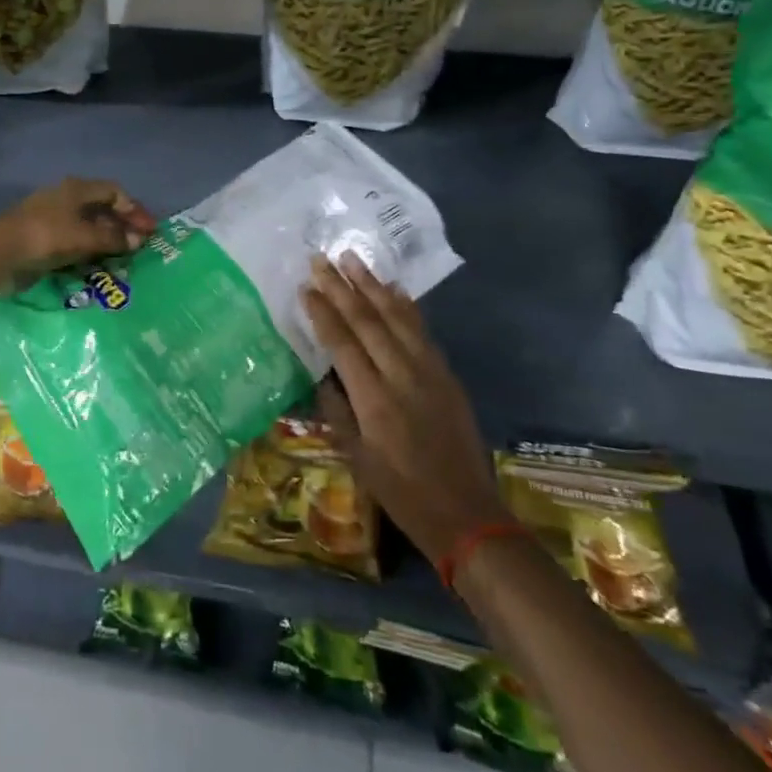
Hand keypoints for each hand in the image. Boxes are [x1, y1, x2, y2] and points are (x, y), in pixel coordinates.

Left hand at [0, 177, 153, 280]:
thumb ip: (113, 238)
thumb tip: (138, 241)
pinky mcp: (42, 239)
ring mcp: (52, 219)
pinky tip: (97, 266)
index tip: (149, 230)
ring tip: (122, 260)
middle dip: (122, 227)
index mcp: (76, 189)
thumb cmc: (46, 236)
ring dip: (106, 241)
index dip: (134, 209)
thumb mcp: (84, 236)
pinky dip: (89, 251)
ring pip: (88, 227)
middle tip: (139, 247)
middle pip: (101, 209)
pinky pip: (74, 242)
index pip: (114, 192)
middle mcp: (66, 199)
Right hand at [301, 253, 503, 569]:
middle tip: (321, 259)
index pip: (342, 344)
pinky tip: (393, 288)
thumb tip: (322, 372)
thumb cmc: (400, 492)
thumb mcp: (356, 458)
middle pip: (368, 322)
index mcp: (374, 401)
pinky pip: (422, 331)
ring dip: (372, 286)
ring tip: (352, 259)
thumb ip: (336, 410)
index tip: (306, 287)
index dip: (323, 313)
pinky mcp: (447, 375)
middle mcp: (402, 377)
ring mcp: (430, 372)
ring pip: (397, 318)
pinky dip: (406, 306)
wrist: (466, 513)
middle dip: (342, 288)